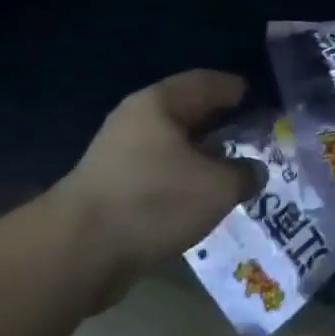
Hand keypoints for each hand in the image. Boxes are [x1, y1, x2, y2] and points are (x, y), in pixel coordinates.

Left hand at [51, 70, 260, 287]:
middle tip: (249, 135)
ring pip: (171, 147)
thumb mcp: (217, 187)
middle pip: (187, 113)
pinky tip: (199, 199)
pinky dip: (181, 180)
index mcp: (159, 103)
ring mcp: (119, 155)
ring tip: (230, 171)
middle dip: (218, 124)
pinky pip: (158, 173)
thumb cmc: (154, 202)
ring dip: (200, 157)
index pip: (205, 82)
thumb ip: (244, 174)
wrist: (78, 252)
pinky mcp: (111, 188)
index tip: (255, 97)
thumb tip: (254, 171)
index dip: (233, 88)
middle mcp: (136, 120)